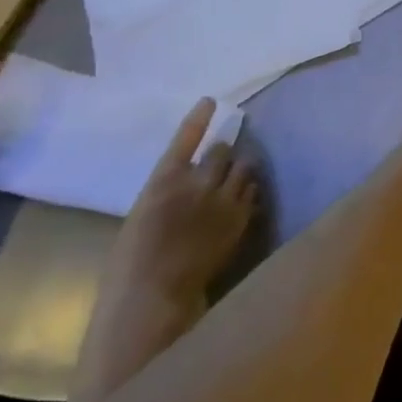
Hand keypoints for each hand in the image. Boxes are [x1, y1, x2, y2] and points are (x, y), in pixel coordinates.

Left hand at [66, 102, 257, 401]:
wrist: (151, 298)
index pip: (250, 190)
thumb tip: (245, 211)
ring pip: (217, 157)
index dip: (248, 182)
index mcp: (237, 223)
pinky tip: (208, 102)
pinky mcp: (166, 181)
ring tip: (228, 128)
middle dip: (235, 161)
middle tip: (234, 153)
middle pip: (237, 170)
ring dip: (220, 147)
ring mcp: (197, 186)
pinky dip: (196, 123)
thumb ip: (230, 235)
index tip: (250, 178)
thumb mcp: (218, 264)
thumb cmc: (180, 296)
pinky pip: (184, 145)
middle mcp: (225, 198)